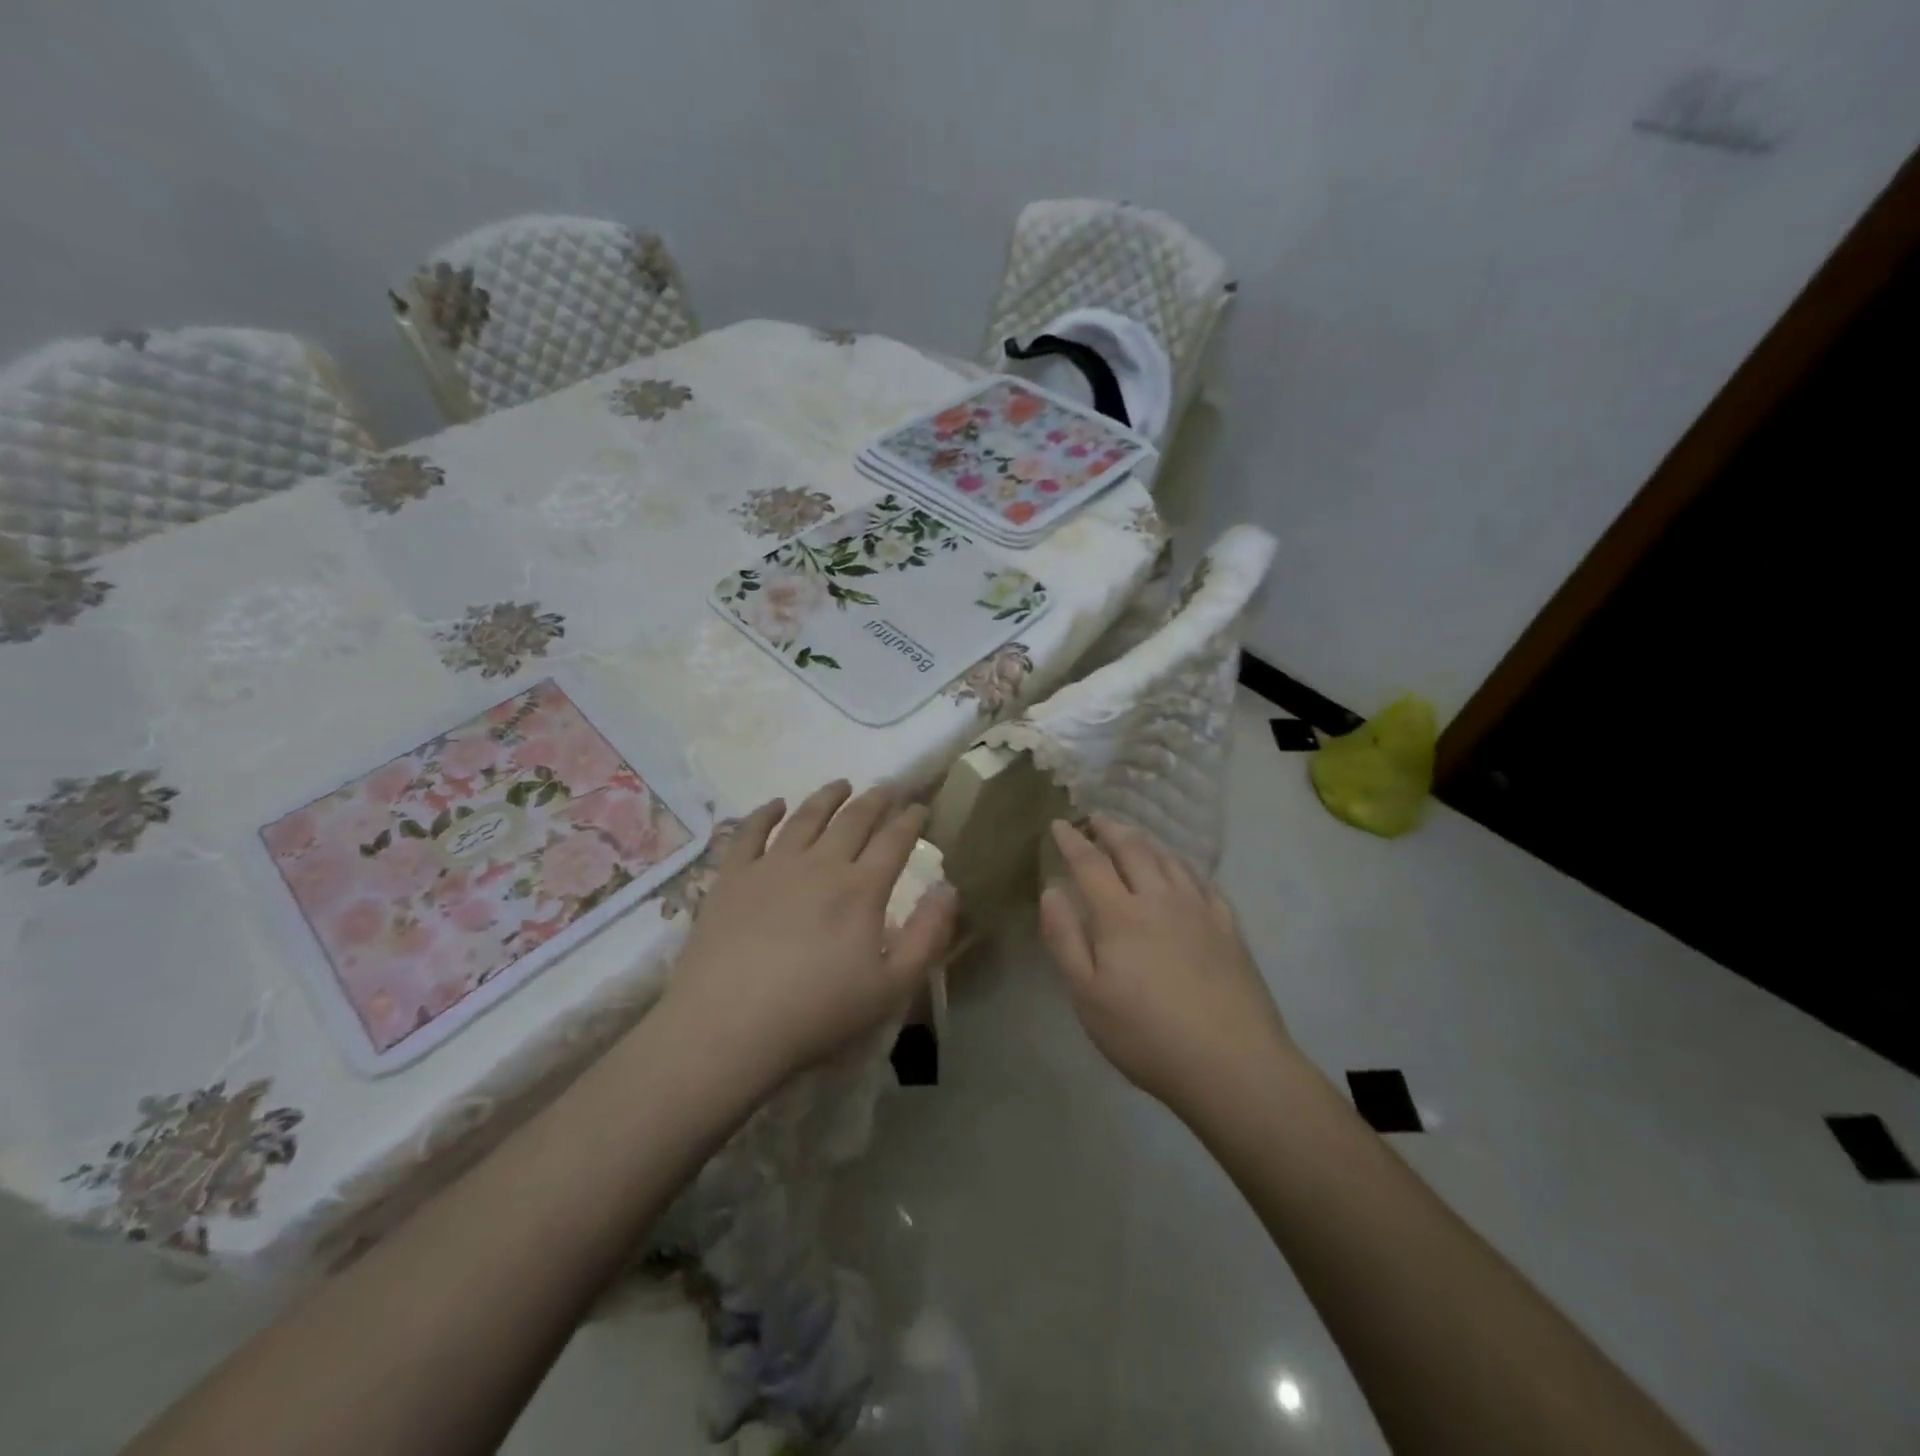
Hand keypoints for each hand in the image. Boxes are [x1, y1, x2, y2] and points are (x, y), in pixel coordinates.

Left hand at [659, 780, 957, 1094]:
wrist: (728, 1026)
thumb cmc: (817, 1013)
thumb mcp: (892, 988)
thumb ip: (927, 936)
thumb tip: (949, 888)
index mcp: (861, 889)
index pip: (894, 840)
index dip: (911, 819)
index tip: (921, 806)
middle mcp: (820, 864)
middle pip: (853, 819)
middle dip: (876, 799)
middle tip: (888, 786)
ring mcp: (772, 866)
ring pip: (806, 817)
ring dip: (828, 796)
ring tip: (841, 784)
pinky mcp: (732, 877)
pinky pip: (750, 832)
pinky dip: (765, 813)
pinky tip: (775, 804)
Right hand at [1039, 816, 1290, 1115]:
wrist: (1232, 1064)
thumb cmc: (1146, 1035)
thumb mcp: (1087, 996)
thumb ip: (1065, 938)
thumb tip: (1051, 890)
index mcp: (1120, 915)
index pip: (1090, 863)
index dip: (1072, 841)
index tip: (1059, 824)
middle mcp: (1160, 900)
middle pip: (1133, 850)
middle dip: (1110, 829)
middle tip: (1096, 818)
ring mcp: (1200, 911)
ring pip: (1170, 860)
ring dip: (1147, 841)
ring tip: (1134, 835)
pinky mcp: (1229, 928)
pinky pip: (1204, 882)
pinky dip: (1185, 866)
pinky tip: (1183, 870)